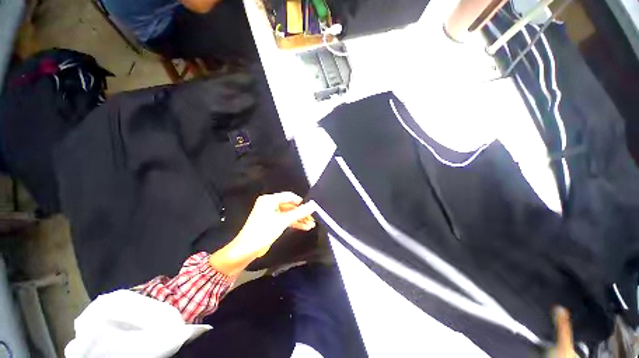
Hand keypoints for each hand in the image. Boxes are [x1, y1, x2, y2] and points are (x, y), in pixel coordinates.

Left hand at [209, 192, 316, 275]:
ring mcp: (271, 214)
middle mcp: (270, 204)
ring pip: (289, 214)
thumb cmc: (263, 232)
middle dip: (301, 213)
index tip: (311, 208)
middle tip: (313, 218)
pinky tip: (304, 227)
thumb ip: (299, 213)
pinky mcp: (272, 222)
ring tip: (311, 224)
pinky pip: (286, 220)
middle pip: (290, 206)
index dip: (301, 202)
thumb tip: (313, 205)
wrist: (246, 250)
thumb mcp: (283, 221)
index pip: (289, 196)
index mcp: (270, 200)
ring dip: (299, 219)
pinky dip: (294, 223)